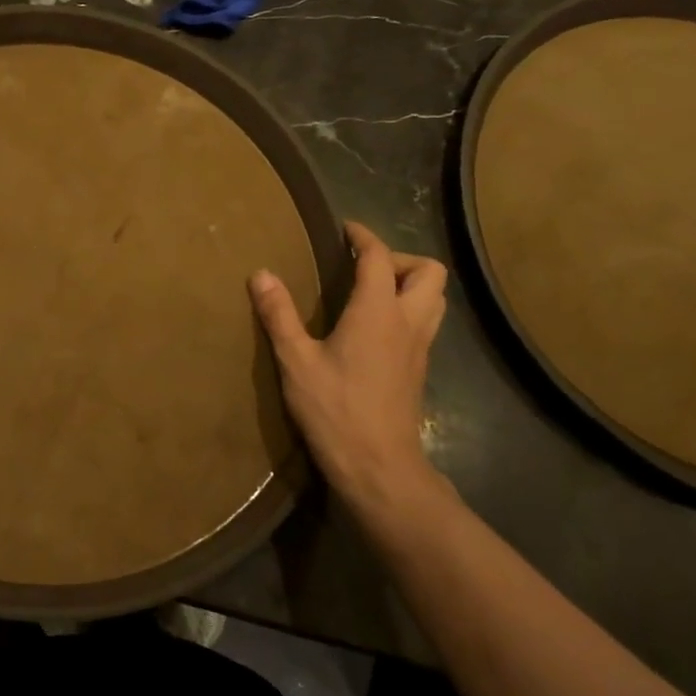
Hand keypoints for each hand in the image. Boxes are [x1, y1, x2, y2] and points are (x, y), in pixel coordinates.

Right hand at [250, 221, 449, 508]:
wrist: (379, 466)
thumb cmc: (335, 410)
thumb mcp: (296, 361)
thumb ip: (279, 315)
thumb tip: (261, 274)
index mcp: (378, 312)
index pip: (379, 257)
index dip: (363, 236)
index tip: (344, 229)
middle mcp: (408, 322)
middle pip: (428, 272)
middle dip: (397, 259)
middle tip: (361, 268)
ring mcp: (419, 348)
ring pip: (434, 298)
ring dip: (408, 284)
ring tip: (369, 293)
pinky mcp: (418, 369)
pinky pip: (425, 322)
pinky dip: (406, 310)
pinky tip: (372, 328)